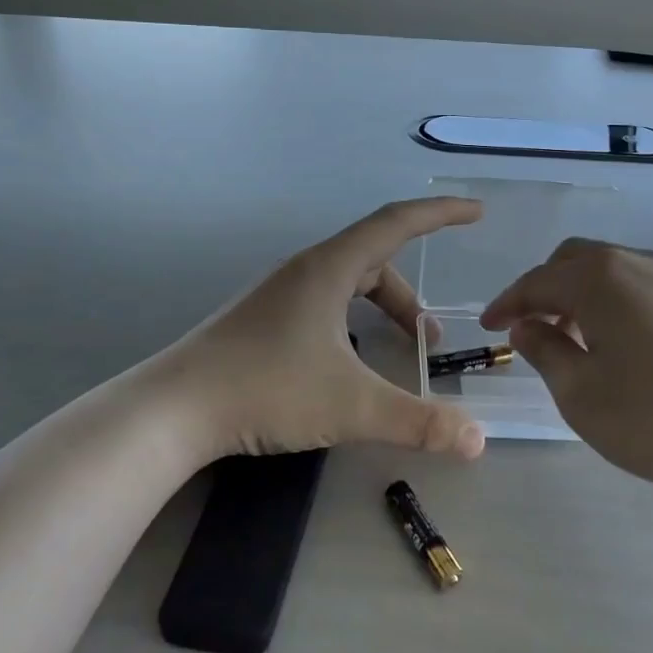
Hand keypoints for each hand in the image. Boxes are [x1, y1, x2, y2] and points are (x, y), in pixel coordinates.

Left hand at [146, 198, 488, 464]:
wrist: (174, 409)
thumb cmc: (266, 389)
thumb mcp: (351, 405)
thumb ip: (417, 421)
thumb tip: (477, 439)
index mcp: (328, 268)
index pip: (395, 223)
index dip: (439, 214)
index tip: (474, 212)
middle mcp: (304, 271)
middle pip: (373, 261)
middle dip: (408, 297)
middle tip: (429, 341)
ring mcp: (279, 294)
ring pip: (346, 286)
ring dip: (379, 311)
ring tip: (394, 355)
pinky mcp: (262, 319)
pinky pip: (323, 304)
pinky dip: (351, 322)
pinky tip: (346, 363)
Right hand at [480, 241, 652, 517]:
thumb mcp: (585, 396)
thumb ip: (546, 354)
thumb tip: (526, 328)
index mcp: (597, 279)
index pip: (536, 282)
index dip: (507, 304)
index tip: (488, 327)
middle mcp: (636, 261)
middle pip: (574, 261)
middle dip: (545, 290)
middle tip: (532, 329)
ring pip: (614, 269)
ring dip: (585, 294)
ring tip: (580, 337)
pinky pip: (648, 283)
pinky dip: (623, 300)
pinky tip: (632, 336)